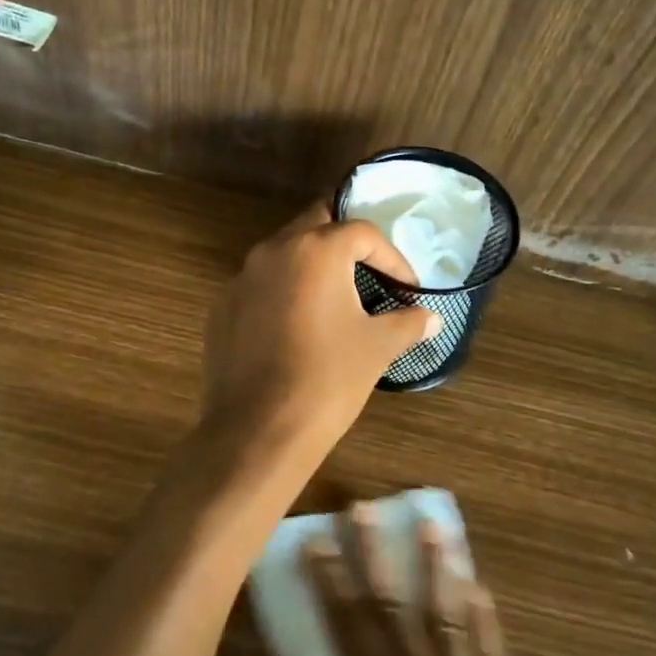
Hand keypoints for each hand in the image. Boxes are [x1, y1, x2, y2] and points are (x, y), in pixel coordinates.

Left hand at [197, 205, 437, 485]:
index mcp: (315, 250)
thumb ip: (407, 323)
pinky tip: (298, 328)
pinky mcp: (223, 307)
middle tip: (371, 272)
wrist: (257, 431)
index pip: (362, 233)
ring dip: (313, 266)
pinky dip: (284, 292)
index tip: (407, 289)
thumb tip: (432, 319)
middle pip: (317, 224)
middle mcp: (273, 250)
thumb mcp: (377, 348)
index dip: (392, 258)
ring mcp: (241, 278)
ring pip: (284, 253)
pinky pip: (260, 285)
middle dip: (347, 243)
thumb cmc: (327, 380)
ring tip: (337, 299)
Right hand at [253, 510, 634, 655]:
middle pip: (393, 604)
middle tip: (366, 506)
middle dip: (375, 556)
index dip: (330, 579)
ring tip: (434, 523)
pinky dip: (484, 619)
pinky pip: (488, 649)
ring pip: (444, 613)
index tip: (316, 534)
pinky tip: (483, 589)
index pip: (350, 621)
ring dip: (436, 568)